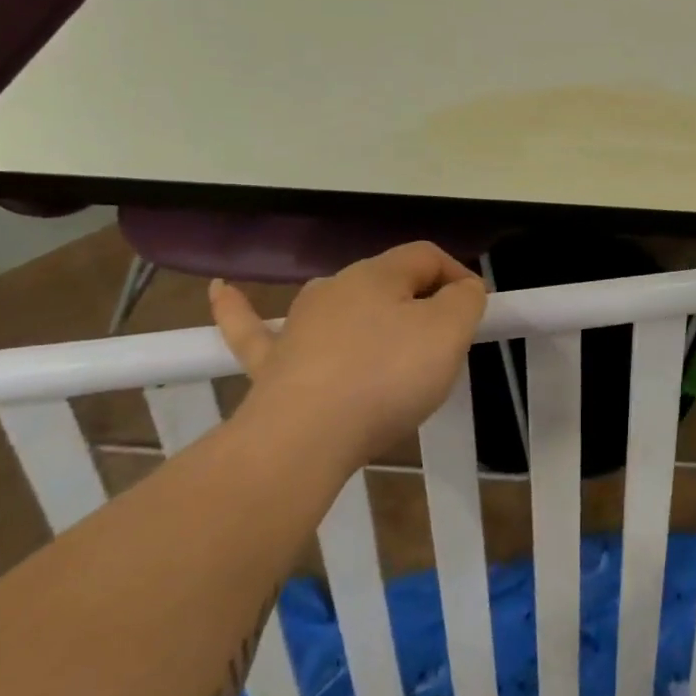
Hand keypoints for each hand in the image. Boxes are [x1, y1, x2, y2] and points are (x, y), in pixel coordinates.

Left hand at [209, 242, 486, 469]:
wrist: (303, 439)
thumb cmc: (387, 378)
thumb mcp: (449, 332)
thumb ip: (465, 300)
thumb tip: (462, 289)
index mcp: (379, 275)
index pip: (428, 256)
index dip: (459, 277)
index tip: (475, 314)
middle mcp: (335, 288)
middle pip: (389, 281)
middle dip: (421, 303)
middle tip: (444, 343)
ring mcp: (298, 325)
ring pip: (339, 305)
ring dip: (365, 309)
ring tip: (386, 330)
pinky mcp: (273, 364)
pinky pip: (254, 328)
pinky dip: (240, 308)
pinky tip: (221, 289)